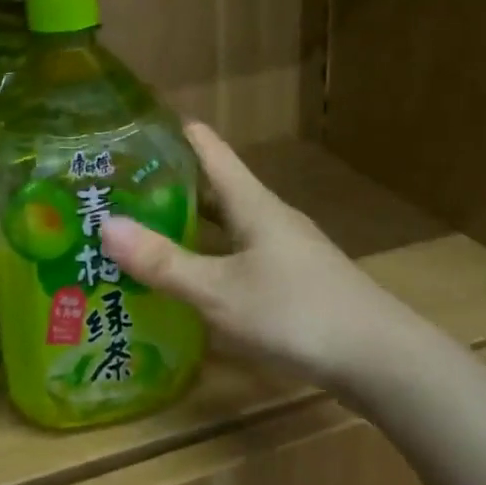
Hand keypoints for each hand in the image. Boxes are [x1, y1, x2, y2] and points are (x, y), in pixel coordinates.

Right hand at [99, 122, 418, 399]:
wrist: (380, 360)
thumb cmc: (296, 313)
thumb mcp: (219, 291)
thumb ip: (163, 263)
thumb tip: (105, 225)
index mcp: (253, 204)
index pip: (210, 149)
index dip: (174, 132)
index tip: (133, 125)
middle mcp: (269, 218)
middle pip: (215, 187)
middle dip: (170, 184)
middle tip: (120, 188)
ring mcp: (285, 250)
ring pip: (228, 225)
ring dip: (190, 223)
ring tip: (144, 229)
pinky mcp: (294, 281)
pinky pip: (240, 255)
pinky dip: (210, 256)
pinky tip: (191, 278)